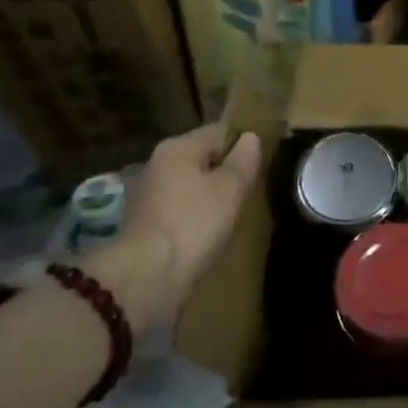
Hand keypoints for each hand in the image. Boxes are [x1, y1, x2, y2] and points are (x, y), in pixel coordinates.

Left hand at [90, 125, 262, 332]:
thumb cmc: (194, 222)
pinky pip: (181, 207)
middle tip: (251, 189)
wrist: (147, 276)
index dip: (243, 144)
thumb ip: (244, 159)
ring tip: (234, 212)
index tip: (261, 164)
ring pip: (191, 184)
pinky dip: (196, 214)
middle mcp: (158, 163)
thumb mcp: (231, 187)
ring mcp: (148, 193)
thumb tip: (250, 138)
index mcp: (178, 146)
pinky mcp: (146, 222)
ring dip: (211, 194)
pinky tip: (210, 230)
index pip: (220, 131)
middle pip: (203, 157)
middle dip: (226, 170)